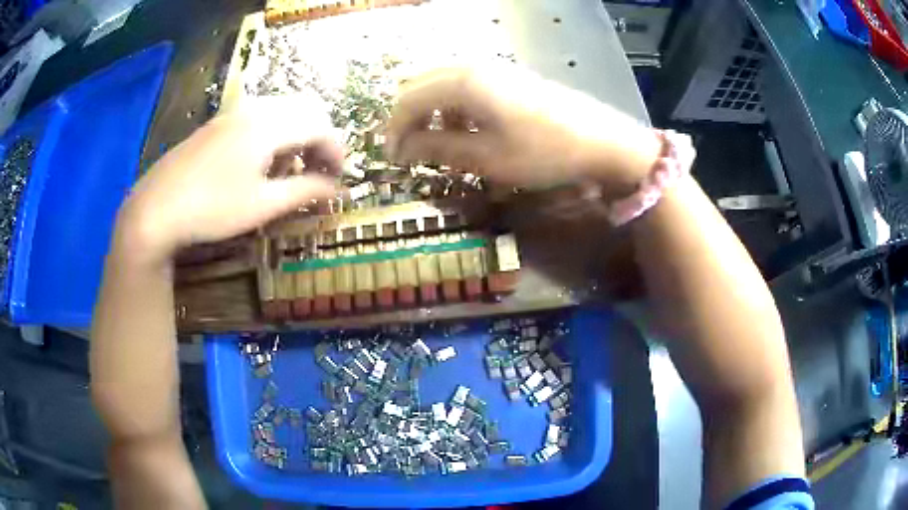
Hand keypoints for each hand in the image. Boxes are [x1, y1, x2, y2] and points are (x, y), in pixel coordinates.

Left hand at [117, 96, 342, 263]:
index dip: (337, 152)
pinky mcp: (218, 123)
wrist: (155, 209)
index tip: (339, 180)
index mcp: (269, 124)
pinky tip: (261, 163)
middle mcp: (254, 108)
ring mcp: (233, 113)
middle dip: (320, 138)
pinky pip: (259, 116)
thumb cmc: (211, 209)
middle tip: (318, 172)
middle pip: (305, 109)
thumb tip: (337, 189)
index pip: (320, 126)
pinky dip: (275, 133)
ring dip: (297, 134)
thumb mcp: (262, 205)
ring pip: (282, 110)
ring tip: (291, 170)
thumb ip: (305, 191)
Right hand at [385, 65, 661, 192]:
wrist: (601, 141)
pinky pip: (466, 88)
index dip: (393, 130)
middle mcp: (472, 67)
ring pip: (442, 86)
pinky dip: (454, 109)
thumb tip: (402, 151)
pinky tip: (467, 132)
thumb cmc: (542, 152)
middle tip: (410, 153)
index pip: (408, 100)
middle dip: (408, 120)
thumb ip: (438, 150)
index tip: (391, 159)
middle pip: (421, 87)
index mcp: (462, 82)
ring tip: (438, 147)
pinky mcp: (508, 77)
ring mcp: (492, 69)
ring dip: (431, 114)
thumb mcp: (486, 157)